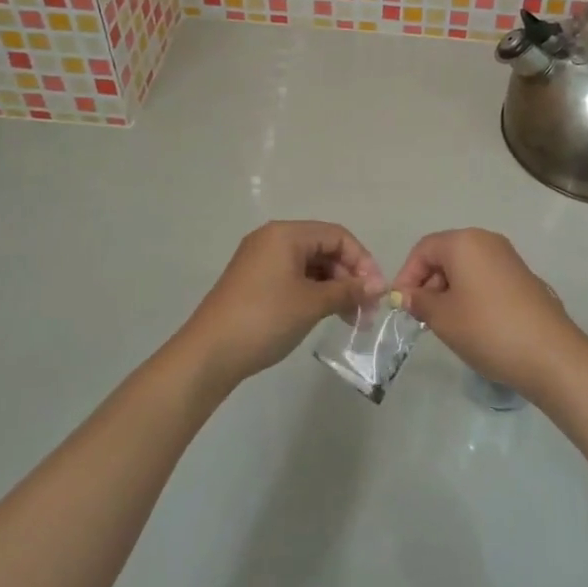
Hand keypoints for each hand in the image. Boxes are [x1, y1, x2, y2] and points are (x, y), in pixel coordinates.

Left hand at [178, 221, 383, 386]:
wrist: (209, 353)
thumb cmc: (265, 319)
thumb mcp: (312, 304)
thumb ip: (348, 291)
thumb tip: (378, 287)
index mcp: (286, 234)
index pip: (337, 236)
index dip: (362, 261)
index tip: (376, 293)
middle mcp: (272, 238)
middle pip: (324, 248)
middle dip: (349, 276)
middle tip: (366, 310)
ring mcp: (260, 260)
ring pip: (310, 265)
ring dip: (334, 287)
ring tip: (350, 318)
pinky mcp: (254, 281)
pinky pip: (293, 277)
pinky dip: (314, 292)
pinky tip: (325, 315)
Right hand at [392, 229, 587, 399]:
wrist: (550, 354)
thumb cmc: (487, 329)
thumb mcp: (442, 317)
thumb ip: (419, 301)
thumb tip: (405, 295)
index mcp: (464, 242)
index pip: (423, 249)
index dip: (407, 275)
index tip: (401, 305)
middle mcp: (487, 241)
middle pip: (445, 255)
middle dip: (428, 283)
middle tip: (421, 316)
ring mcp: (508, 258)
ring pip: (466, 267)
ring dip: (449, 290)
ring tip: (445, 323)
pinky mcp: (523, 277)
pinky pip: (485, 277)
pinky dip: (471, 294)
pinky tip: (472, 323)